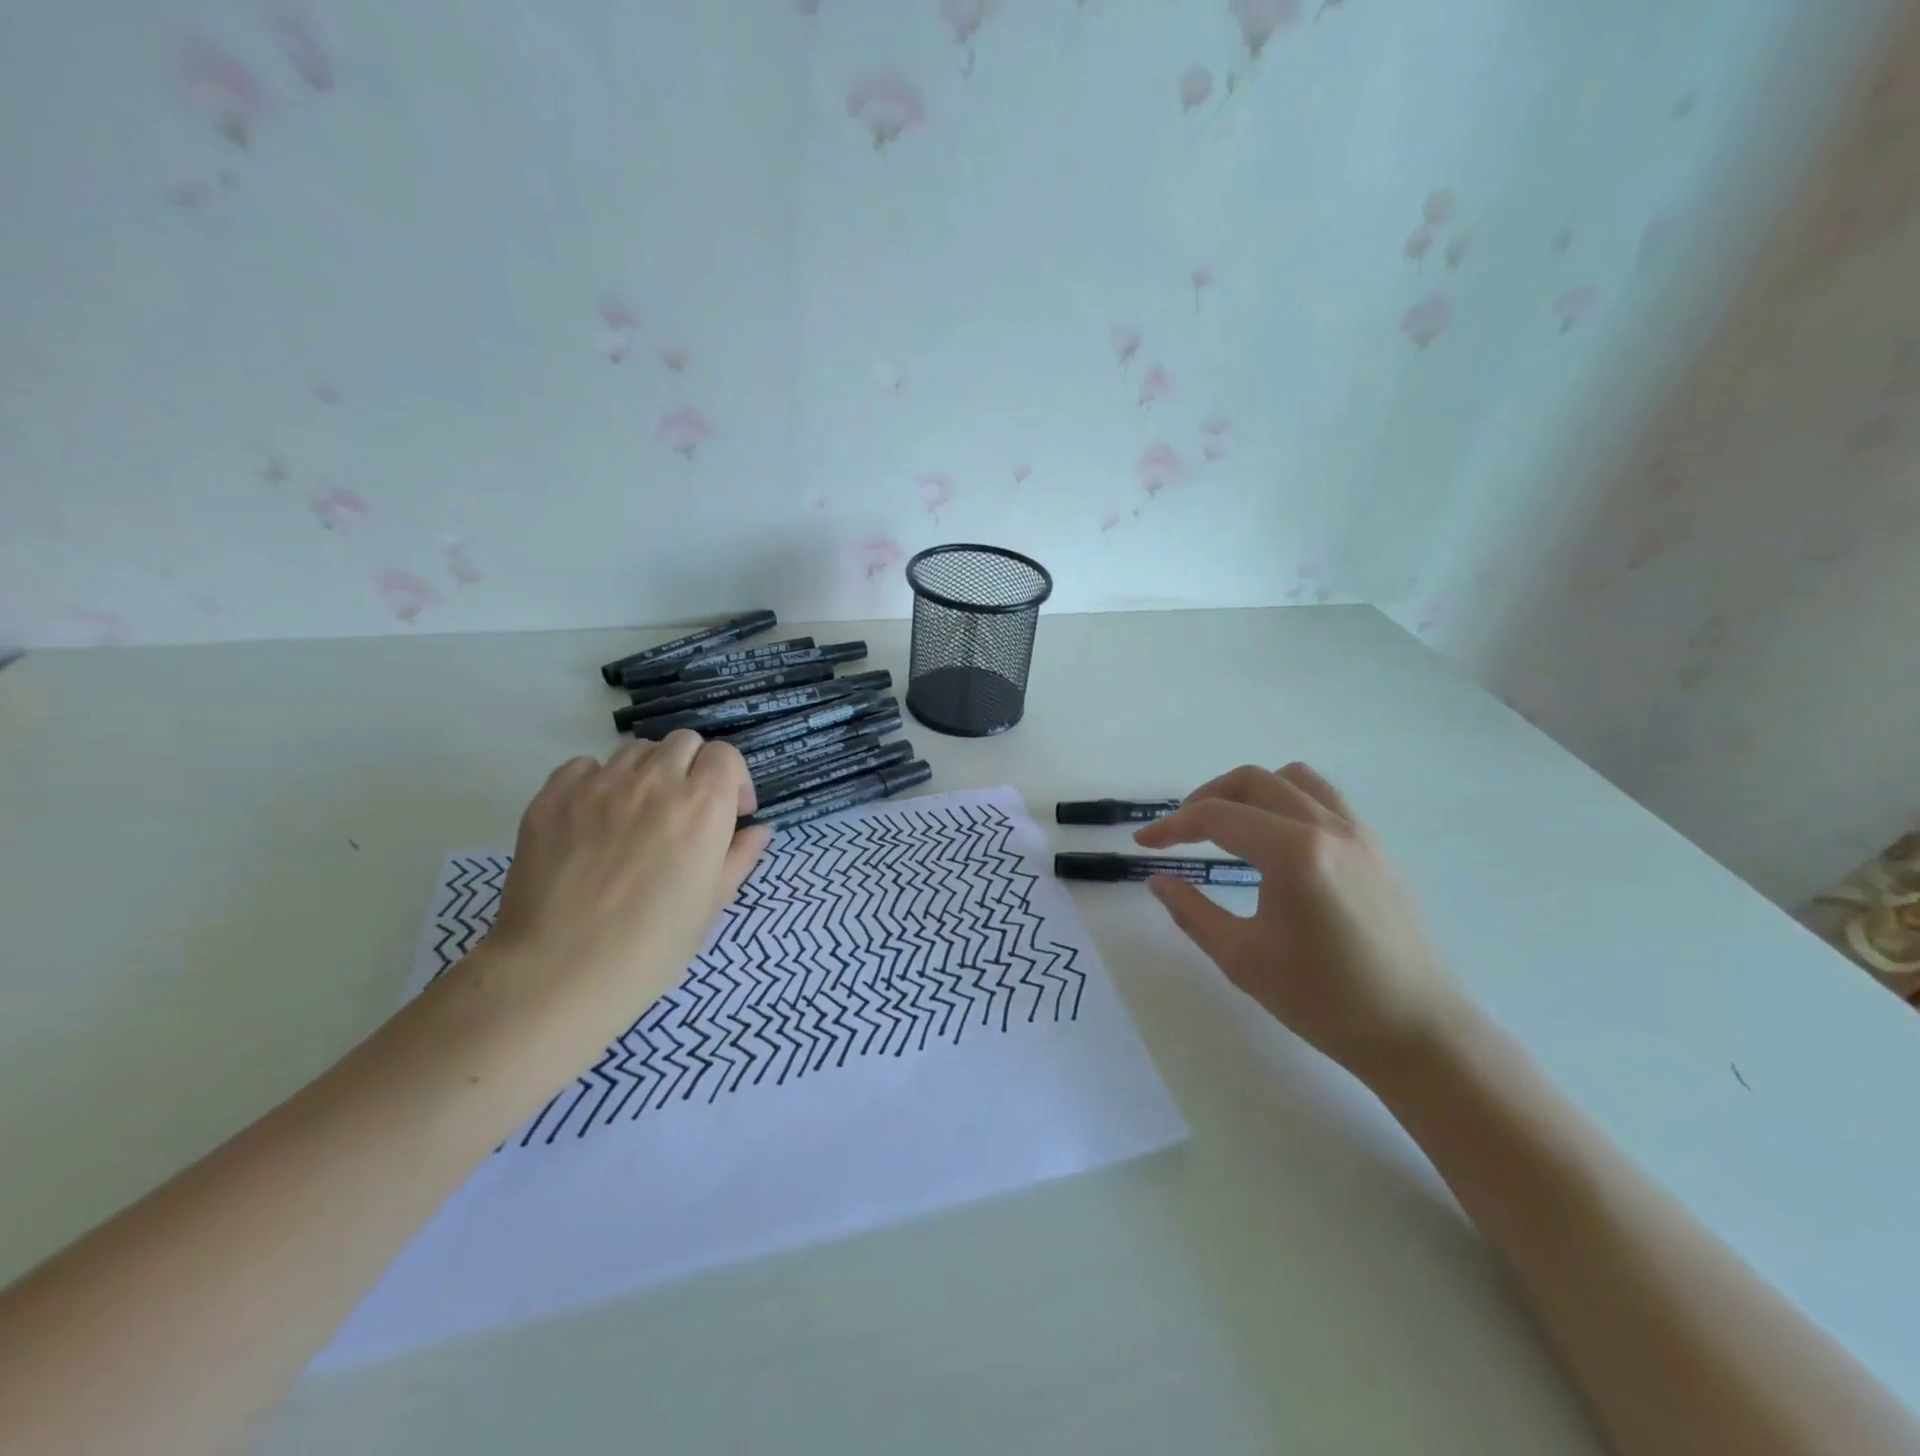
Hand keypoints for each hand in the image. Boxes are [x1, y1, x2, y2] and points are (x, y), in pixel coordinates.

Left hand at [479, 731, 770, 1031]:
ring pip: (635, 750)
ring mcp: (600, 784)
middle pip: (683, 743)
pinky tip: (594, 819)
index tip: (731, 812)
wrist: (560, 971)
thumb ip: (741, 857)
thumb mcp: (712, 904)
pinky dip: (597, 782)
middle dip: (694, 768)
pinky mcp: (553, 796)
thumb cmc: (652, 946)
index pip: (725, 755)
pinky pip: (584, 767)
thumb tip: (758, 830)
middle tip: (686, 810)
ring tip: (639, 814)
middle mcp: (655, 781)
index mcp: (703, 806)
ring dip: (649, 772)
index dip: (733, 779)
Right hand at [1135, 762, 1464, 1079]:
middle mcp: (1326, 827)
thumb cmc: (1323, 1000)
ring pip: (1292, 778)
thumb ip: (1192, 911)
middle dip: (1206, 798)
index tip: (1144, 843)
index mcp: (1293, 852)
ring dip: (1249, 791)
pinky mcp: (1375, 847)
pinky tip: (1275, 841)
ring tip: (1228, 826)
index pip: (1217, 816)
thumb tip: (1158, 881)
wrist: (1417, 1031)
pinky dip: (1286, 801)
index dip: (1172, 826)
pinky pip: (1323, 798)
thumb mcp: (1242, 958)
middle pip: (1252, 781)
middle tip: (1181, 833)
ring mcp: (1357, 832)